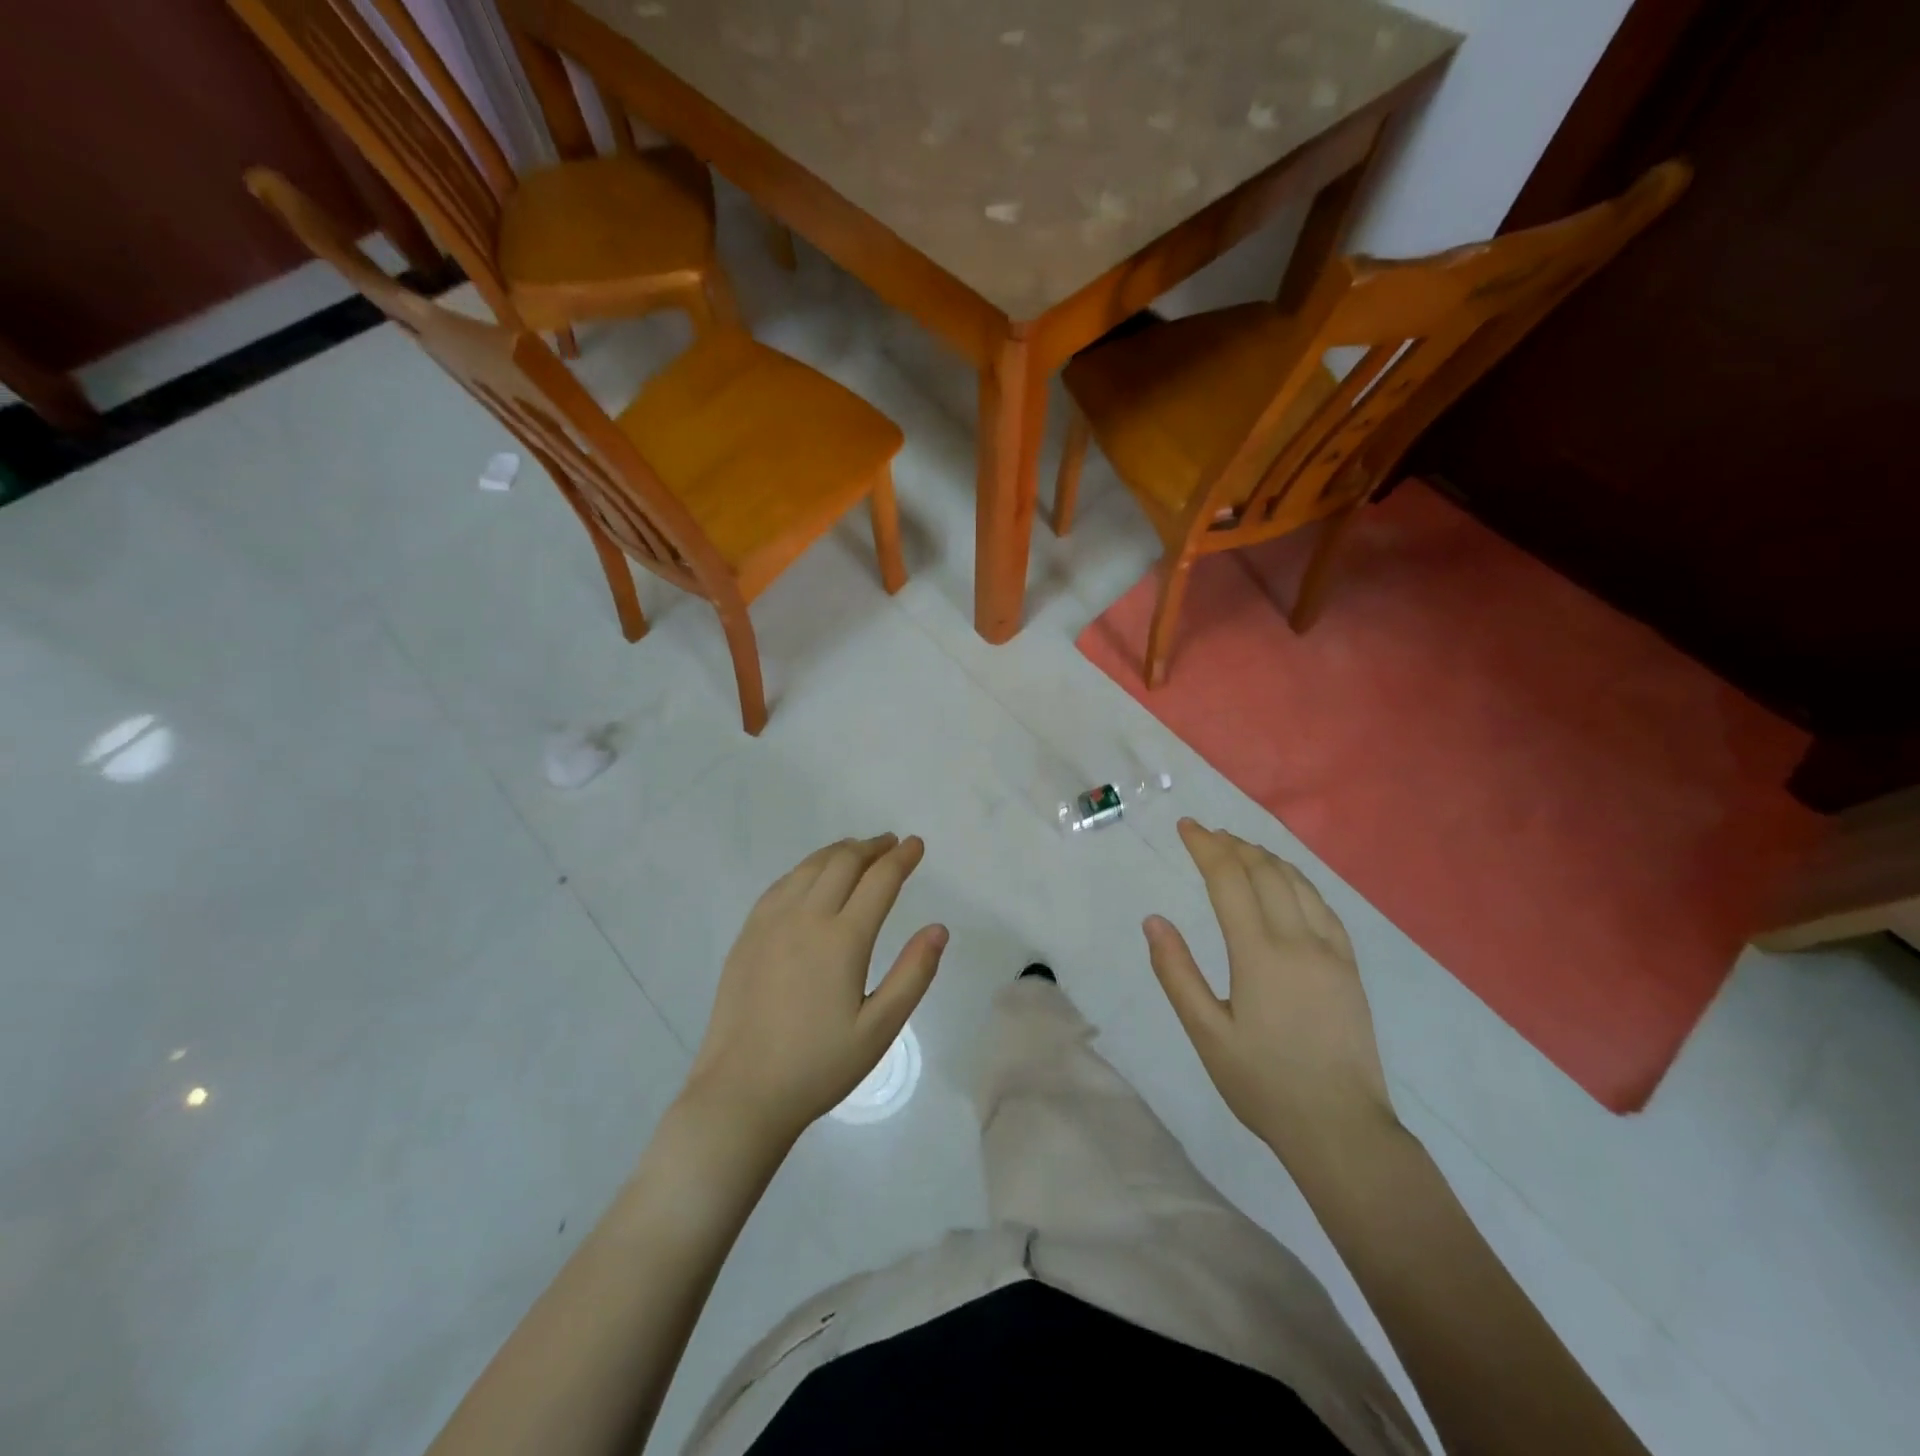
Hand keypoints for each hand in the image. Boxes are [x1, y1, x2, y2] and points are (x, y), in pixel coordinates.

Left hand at [684, 834, 946, 1146]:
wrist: (741, 1093)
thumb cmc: (818, 1066)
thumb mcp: (879, 1029)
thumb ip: (913, 974)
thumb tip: (939, 929)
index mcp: (842, 940)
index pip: (879, 880)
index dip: (902, 858)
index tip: (916, 845)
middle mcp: (805, 918)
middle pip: (843, 862)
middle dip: (872, 847)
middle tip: (891, 844)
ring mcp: (770, 923)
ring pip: (810, 867)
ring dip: (839, 852)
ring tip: (858, 850)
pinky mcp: (748, 935)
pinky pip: (782, 884)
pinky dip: (806, 869)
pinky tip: (812, 876)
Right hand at [1144, 820, 1397, 1164]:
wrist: (1342, 1129)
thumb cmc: (1264, 1084)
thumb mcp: (1206, 1034)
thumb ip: (1177, 973)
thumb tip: (1154, 921)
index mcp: (1260, 954)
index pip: (1229, 880)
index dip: (1206, 847)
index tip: (1186, 826)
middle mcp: (1299, 941)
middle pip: (1265, 872)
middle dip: (1233, 845)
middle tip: (1206, 833)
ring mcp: (1331, 952)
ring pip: (1298, 883)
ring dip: (1266, 857)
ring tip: (1240, 849)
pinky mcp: (1349, 968)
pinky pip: (1323, 906)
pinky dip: (1297, 881)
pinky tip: (1287, 884)